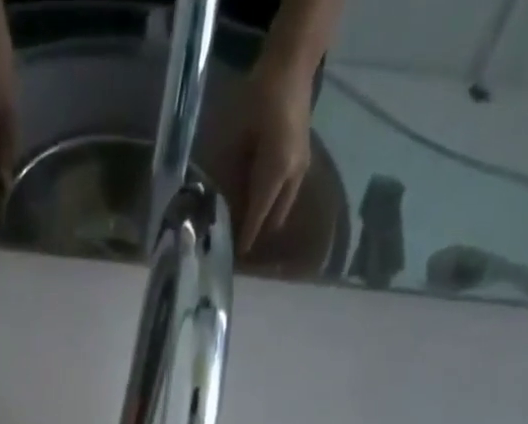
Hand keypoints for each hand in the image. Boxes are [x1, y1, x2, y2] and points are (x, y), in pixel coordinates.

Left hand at [231, 54, 314, 255]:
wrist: (292, 65)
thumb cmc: (260, 98)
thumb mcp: (238, 138)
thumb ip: (233, 174)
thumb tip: (224, 203)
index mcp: (276, 172)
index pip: (258, 214)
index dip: (247, 235)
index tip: (238, 254)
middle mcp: (292, 176)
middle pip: (275, 216)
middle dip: (259, 231)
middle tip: (241, 243)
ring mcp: (301, 168)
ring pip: (283, 206)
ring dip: (268, 218)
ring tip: (250, 228)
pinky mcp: (303, 161)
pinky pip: (287, 194)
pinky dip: (274, 204)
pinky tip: (261, 206)